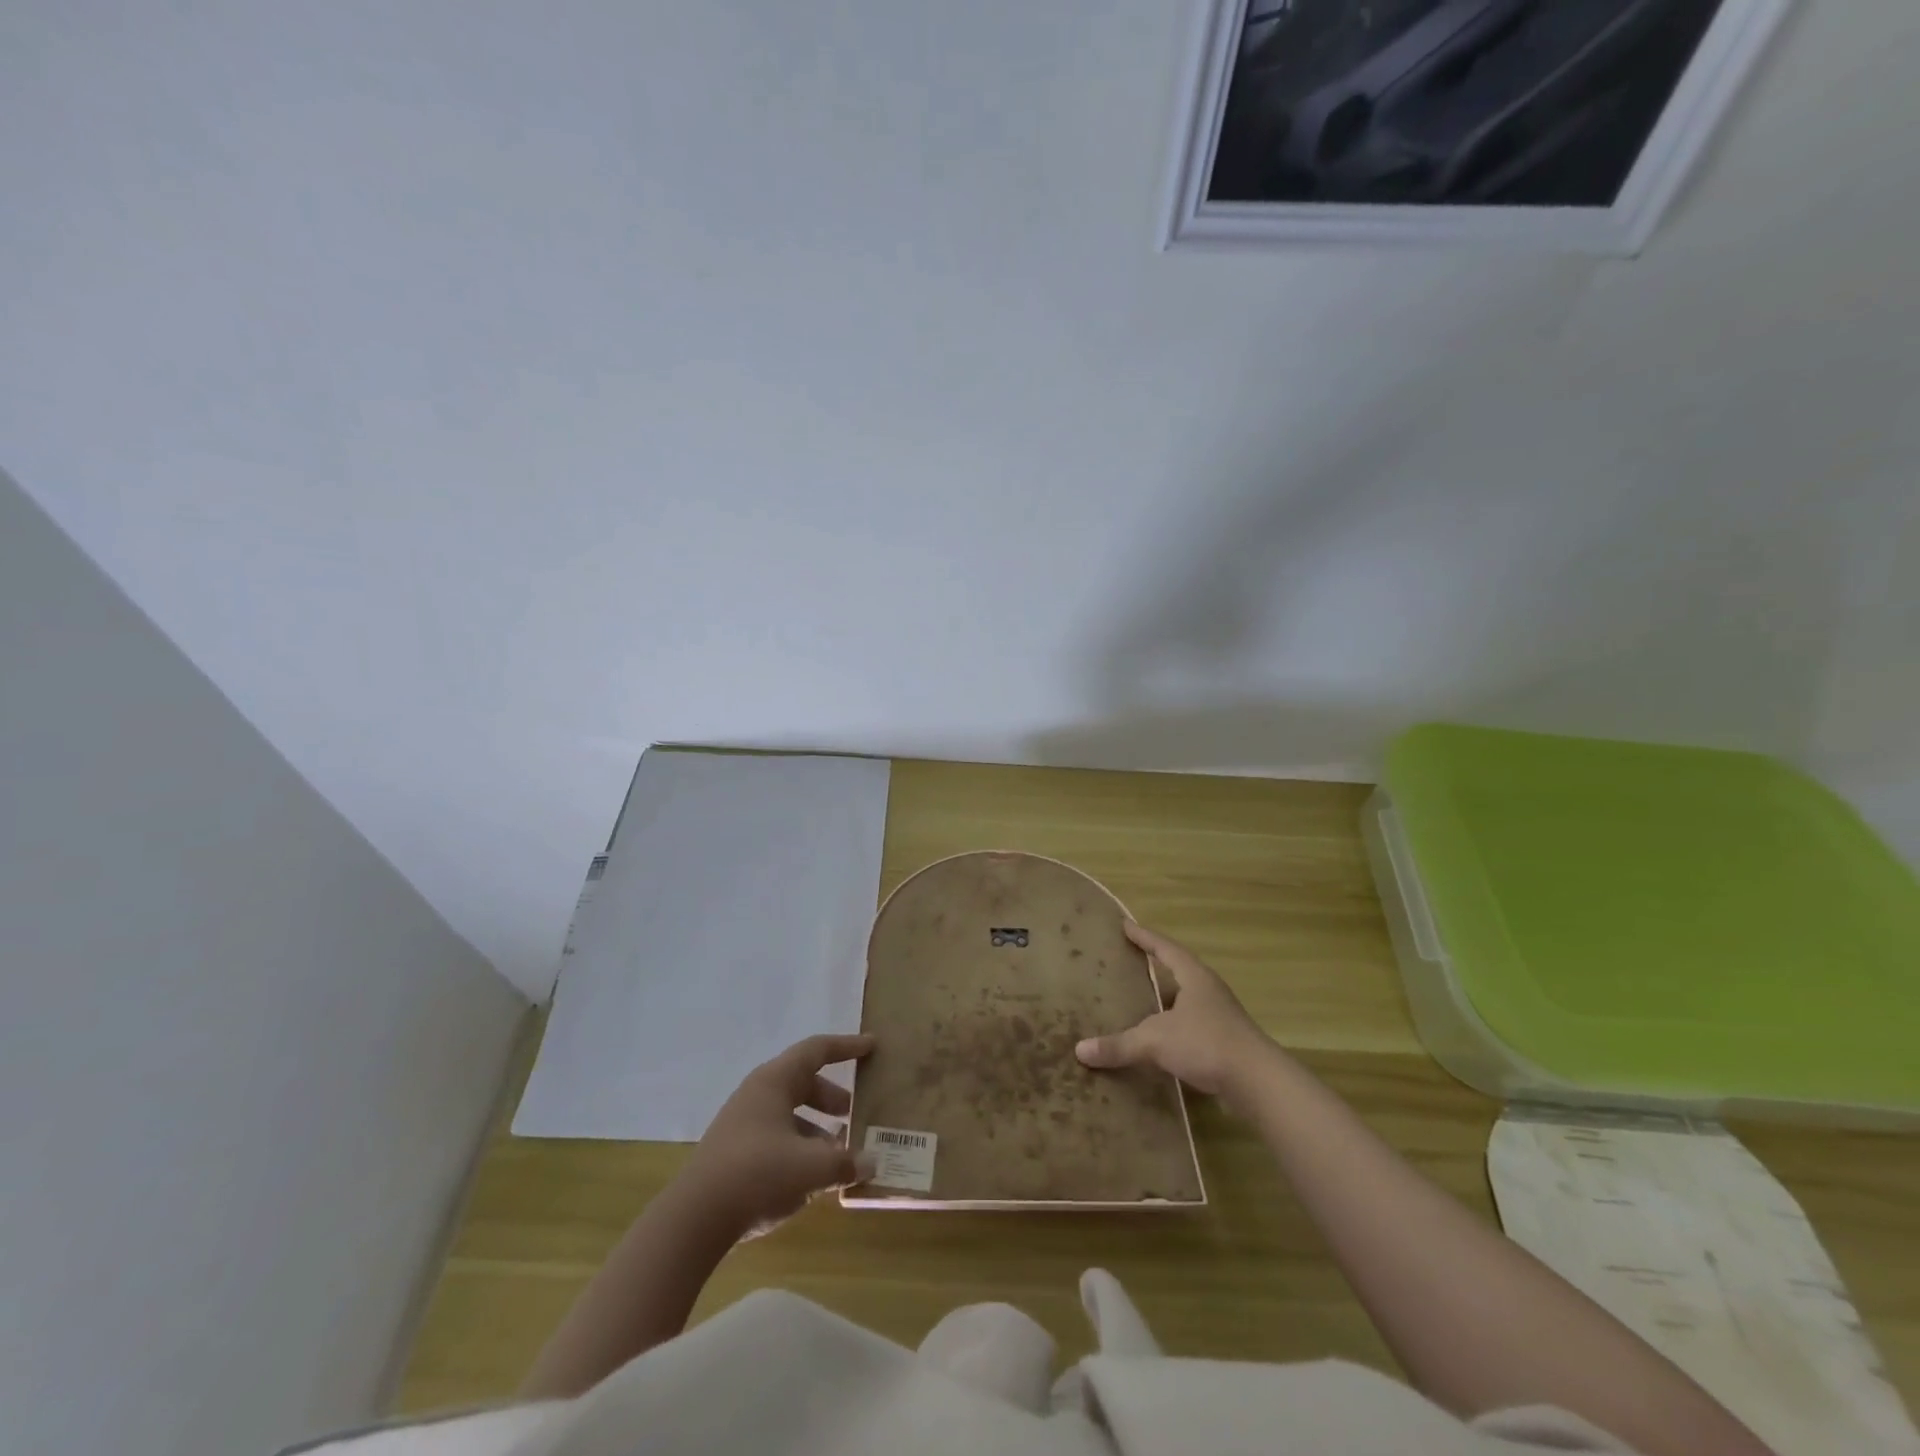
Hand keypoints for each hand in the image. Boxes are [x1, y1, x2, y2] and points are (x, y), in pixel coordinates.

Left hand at [680, 1033, 876, 1239]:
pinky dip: (800, 1148)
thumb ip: (845, 1162)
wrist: (693, 1220)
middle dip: (833, 1096)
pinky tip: (812, 1179)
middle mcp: (758, 1094)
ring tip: (840, 1153)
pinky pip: (776, 1137)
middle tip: (856, 1112)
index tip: (872, 1047)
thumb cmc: (758, 1174)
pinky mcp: (735, 1153)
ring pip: (790, 1113)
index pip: (817, 1050)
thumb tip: (870, 1162)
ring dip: (817, 1128)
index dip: (847, 1047)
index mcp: (775, 1081)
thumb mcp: (811, 1167)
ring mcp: (743, 1124)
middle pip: (803, 1082)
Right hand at [1075, 922, 1271, 1097]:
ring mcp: (1220, 1017)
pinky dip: (1172, 1027)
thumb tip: (1080, 1050)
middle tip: (1130, 959)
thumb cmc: (1206, 1044)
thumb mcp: (1156, 1041)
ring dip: (1165, 999)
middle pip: (1178, 970)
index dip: (1144, 936)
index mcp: (1194, 976)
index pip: (1165, 948)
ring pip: (1185, 1000)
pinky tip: (1159, 1041)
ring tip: (1140, 1000)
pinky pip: (1191, 1026)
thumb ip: (1119, 1045)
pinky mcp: (1224, 1043)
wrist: (1258, 1083)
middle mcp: (1208, 990)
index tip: (1125, 925)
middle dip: (1155, 965)